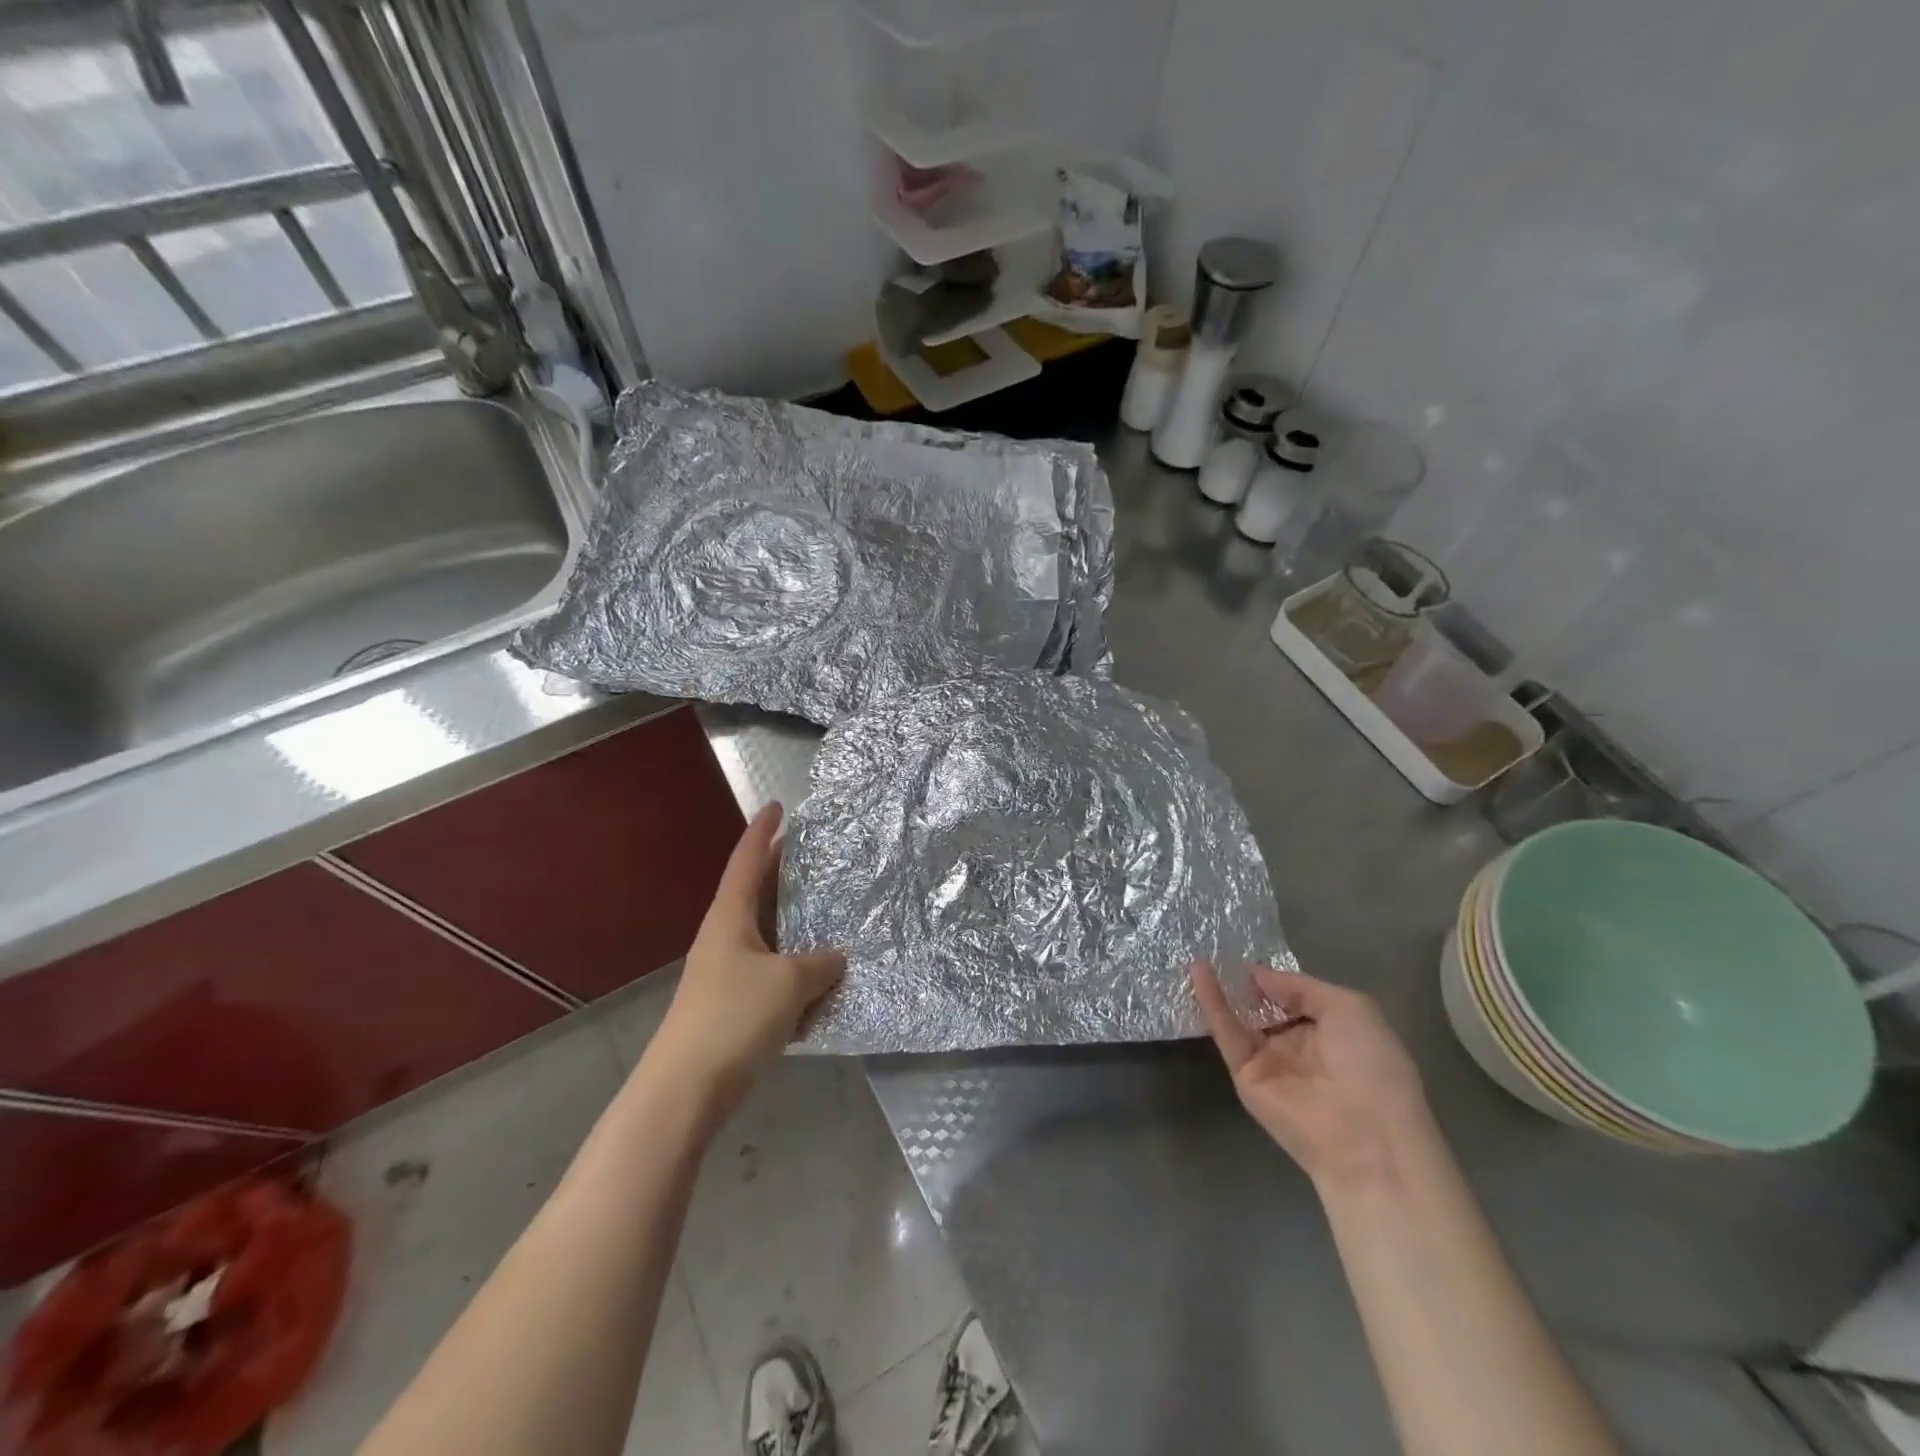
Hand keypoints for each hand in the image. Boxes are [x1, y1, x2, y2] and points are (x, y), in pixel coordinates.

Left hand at [648, 803, 844, 1117]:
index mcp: (730, 917)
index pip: (747, 861)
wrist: (686, 1089)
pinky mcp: (734, 1005)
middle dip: (785, 874)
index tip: (777, 804)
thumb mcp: (788, 982)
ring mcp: (728, 972)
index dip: (763, 831)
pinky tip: (824, 977)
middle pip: (758, 894)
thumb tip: (837, 957)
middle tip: (819, 855)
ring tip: (831, 911)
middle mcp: (725, 937)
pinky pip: (772, 972)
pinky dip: (796, 968)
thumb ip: (820, 963)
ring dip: (796, 924)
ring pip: (768, 935)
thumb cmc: (734, 1017)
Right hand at [1191, 963, 1435, 1192]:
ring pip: (1239, 1018)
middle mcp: (1297, 1045)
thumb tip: (1257, 974)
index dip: (1274, 975)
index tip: (1249, 949)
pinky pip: (1227, 1034)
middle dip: (1242, 980)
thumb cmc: (1372, 1066)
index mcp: (1330, 1031)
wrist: (1367, 1138)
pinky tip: (1199, 972)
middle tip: (1216, 946)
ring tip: (1199, 951)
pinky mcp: (1244, 1076)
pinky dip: (1212, 1002)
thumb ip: (1300, 986)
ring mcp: (1268, 1061)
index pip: (1293, 996)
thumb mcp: (1349, 1008)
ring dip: (1221, 986)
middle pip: (1262, 1006)